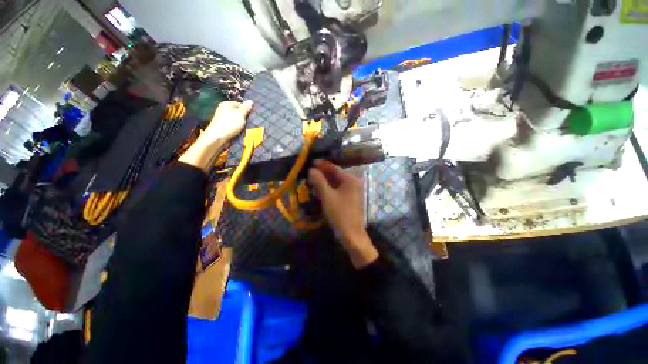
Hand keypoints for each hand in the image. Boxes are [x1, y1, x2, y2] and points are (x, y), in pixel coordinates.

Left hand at [203, 100, 253, 141]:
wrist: (218, 137)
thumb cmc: (230, 124)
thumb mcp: (240, 114)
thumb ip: (246, 108)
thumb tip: (250, 100)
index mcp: (226, 104)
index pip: (240, 104)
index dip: (246, 110)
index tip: (250, 116)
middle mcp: (223, 109)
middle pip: (238, 112)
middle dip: (244, 117)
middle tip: (248, 122)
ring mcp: (223, 118)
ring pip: (236, 119)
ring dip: (241, 124)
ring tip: (244, 128)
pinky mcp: (223, 125)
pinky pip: (233, 125)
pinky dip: (236, 128)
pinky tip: (239, 131)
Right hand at [308, 160, 377, 267]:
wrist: (351, 235)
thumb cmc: (340, 214)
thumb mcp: (327, 196)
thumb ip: (319, 181)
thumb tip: (311, 169)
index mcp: (350, 179)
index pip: (334, 168)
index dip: (322, 164)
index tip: (310, 162)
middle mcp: (353, 182)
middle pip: (335, 174)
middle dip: (321, 173)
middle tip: (308, 172)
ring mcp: (351, 191)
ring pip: (335, 182)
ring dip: (323, 181)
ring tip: (311, 180)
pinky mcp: (348, 198)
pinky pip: (337, 190)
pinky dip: (328, 189)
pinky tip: (318, 190)